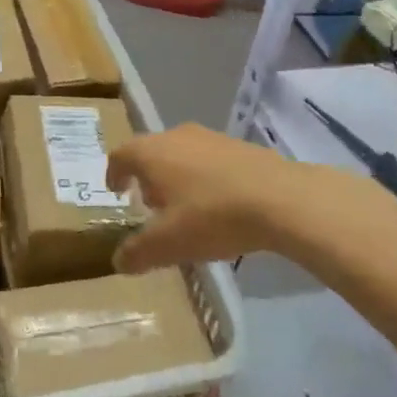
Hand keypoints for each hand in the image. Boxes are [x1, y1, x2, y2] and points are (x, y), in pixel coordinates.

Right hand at [105, 123, 307, 271]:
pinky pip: (209, 159)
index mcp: (151, 153)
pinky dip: (204, 177)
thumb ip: (138, 252)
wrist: (283, 199)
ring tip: (185, 207)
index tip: (116, 191)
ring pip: (181, 153)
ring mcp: (211, 137)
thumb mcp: (168, 244)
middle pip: (151, 152)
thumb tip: (119, 261)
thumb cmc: (213, 216)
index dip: (113, 174)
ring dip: (176, 176)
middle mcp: (177, 136)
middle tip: (149, 205)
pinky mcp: (241, 146)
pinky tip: (218, 204)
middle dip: (146, 177)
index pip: (120, 155)